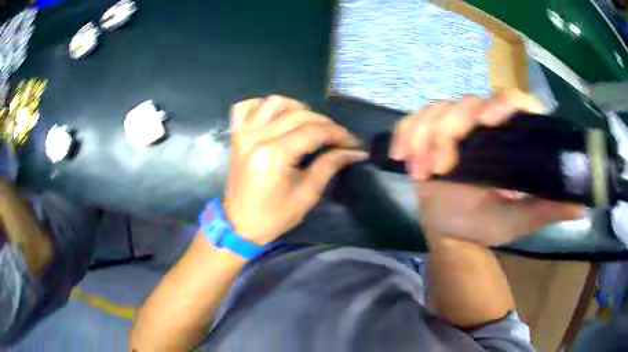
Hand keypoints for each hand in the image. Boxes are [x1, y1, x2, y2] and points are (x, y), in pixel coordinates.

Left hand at [224, 96, 367, 244]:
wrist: (239, 224)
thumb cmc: (274, 216)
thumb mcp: (307, 195)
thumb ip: (330, 166)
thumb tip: (355, 152)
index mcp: (274, 155)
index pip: (314, 131)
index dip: (339, 134)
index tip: (354, 142)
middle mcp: (257, 136)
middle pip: (299, 114)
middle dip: (326, 123)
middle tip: (339, 137)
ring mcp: (243, 133)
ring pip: (274, 102)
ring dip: (298, 108)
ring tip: (311, 123)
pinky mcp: (236, 135)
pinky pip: (245, 107)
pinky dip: (262, 105)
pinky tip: (276, 115)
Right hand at [390, 91, 583, 245]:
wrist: (452, 233)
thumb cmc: (486, 224)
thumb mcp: (518, 221)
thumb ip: (546, 210)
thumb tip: (581, 205)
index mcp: (511, 140)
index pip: (515, 103)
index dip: (504, 103)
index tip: (488, 121)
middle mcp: (484, 126)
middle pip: (467, 103)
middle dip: (450, 131)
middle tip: (441, 167)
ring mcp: (455, 129)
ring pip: (437, 109)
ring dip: (424, 137)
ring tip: (421, 173)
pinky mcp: (429, 134)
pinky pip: (413, 121)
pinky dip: (404, 134)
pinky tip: (401, 157)